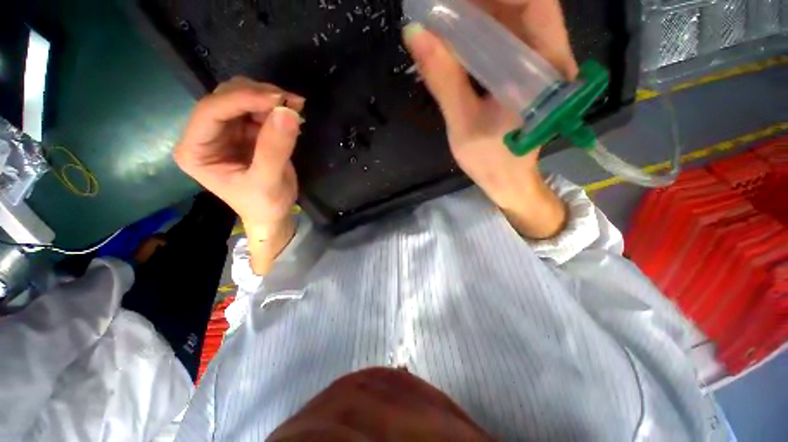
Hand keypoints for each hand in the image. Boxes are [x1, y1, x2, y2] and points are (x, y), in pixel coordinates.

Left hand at [174, 77, 304, 273]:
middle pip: (225, 98)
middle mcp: (205, 134)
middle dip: (258, 96)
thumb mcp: (268, 182)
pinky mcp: (245, 131)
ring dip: (270, 99)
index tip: (278, 99)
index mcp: (196, 150)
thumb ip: (274, 149)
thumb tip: (288, 112)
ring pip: (242, 97)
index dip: (242, 99)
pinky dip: (276, 107)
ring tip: (295, 108)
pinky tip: (293, 114)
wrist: (274, 214)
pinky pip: (258, 108)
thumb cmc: (265, 205)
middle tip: (291, 103)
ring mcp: (226, 131)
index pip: (211, 111)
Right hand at [403, 0, 575, 238]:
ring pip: (516, 19)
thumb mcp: (463, 125)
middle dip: (485, 0)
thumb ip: (444, 81)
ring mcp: (542, 65)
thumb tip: (415, 33)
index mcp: (544, 70)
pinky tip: (459, 36)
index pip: (536, 2)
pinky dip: (484, 31)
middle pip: (525, 5)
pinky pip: (509, 39)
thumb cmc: (490, 160)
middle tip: (445, 6)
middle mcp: (551, 58)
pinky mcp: (529, 74)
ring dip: (482, 12)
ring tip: (446, 16)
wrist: (508, 179)